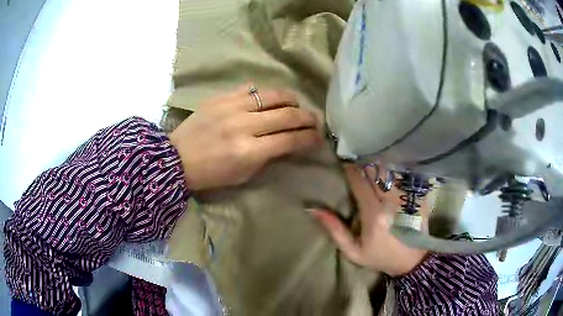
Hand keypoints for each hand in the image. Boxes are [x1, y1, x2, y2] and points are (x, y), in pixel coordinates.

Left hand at [169, 86, 322, 190]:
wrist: (176, 159)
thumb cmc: (210, 174)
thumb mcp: (243, 174)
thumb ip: (267, 157)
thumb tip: (287, 142)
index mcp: (250, 151)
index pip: (290, 139)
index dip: (309, 137)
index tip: (318, 137)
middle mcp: (244, 125)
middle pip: (287, 115)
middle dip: (307, 117)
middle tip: (315, 120)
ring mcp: (232, 107)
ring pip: (272, 96)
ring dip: (291, 99)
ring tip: (296, 103)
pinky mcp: (221, 98)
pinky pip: (250, 89)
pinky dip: (263, 93)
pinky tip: (268, 98)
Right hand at [311, 165, 427, 276]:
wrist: (411, 261)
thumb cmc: (380, 256)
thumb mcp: (353, 250)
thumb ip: (335, 229)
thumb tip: (313, 209)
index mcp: (373, 213)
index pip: (359, 182)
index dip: (350, 169)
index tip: (343, 162)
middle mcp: (390, 201)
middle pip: (375, 172)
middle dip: (364, 163)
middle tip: (356, 158)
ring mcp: (406, 197)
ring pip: (390, 171)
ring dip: (379, 165)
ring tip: (371, 161)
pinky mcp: (416, 197)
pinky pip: (404, 177)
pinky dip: (394, 171)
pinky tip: (390, 169)